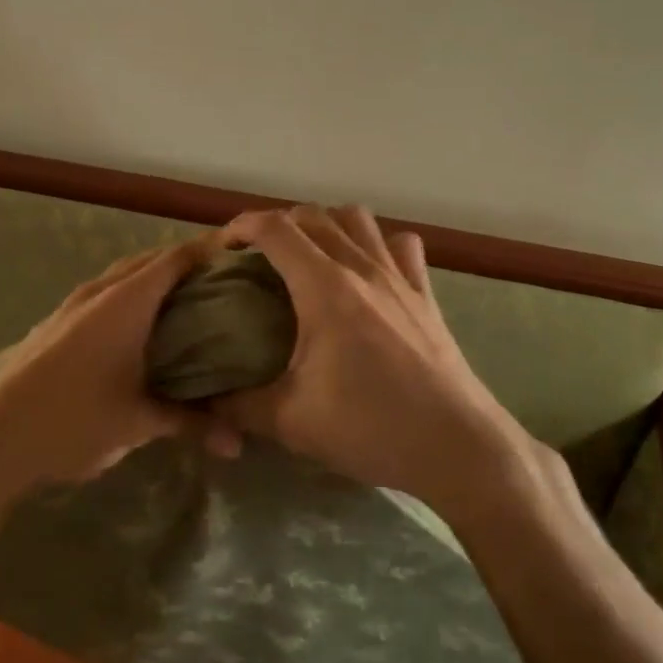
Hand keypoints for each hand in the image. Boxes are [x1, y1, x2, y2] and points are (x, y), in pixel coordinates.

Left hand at [0, 239, 234, 508]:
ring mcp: (71, 306)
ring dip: (153, 279)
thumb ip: (191, 424)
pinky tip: (137, 328)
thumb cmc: (73, 421)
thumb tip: (239, 444)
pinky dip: (128, 297)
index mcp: (126, 302)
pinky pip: (102, 294)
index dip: (208, 251)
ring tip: (185, 300)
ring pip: (122, 277)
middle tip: (221, 281)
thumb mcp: (138, 423)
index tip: (240, 255)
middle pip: (150, 261)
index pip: (176, 259)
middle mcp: (99, 292)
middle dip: (185, 263)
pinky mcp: (54, 324)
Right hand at [216, 205, 537, 521]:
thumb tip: (206, 402)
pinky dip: (378, 244)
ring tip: (310, 256)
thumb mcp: (291, 422)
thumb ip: (238, 406)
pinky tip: (368, 271)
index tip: (223, 247)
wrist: (456, 446)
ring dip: (326, 225)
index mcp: (325, 288)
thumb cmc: (372, 428)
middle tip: (258, 258)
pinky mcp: (425, 295)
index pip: (276, 229)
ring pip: (358, 219)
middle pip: (313, 216)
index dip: (241, 227)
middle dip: (277, 226)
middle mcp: (362, 268)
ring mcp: (399, 277)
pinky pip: (401, 246)